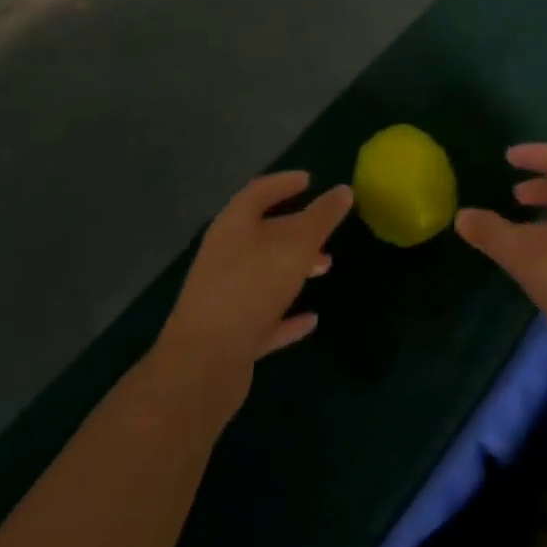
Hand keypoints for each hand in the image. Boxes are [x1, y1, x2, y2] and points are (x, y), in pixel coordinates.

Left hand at [153, 172, 351, 422]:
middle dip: (296, 229)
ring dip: (295, 268)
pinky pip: (263, 317)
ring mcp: (224, 297)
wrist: (202, 366)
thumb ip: (322, 217)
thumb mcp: (297, 245)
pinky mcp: (228, 335)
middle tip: (326, 229)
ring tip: (326, 267)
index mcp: (233, 226)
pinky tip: (311, 320)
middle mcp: (224, 256)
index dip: (284, 182)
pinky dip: (286, 315)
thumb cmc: (252, 288)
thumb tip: (343, 191)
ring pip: (264, 273)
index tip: (310, 180)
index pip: (259, 192)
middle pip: (262, 233)